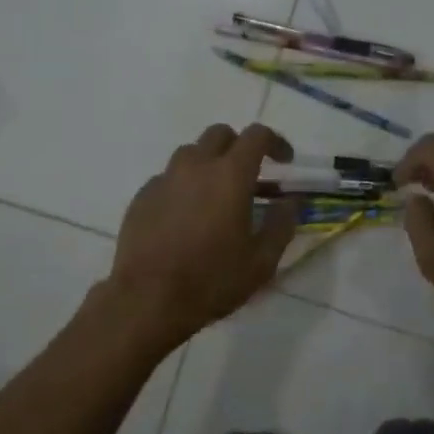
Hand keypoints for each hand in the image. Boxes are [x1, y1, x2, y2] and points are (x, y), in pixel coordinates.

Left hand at [108, 123, 297, 345]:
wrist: (148, 299)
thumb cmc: (212, 279)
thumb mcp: (262, 260)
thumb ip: (282, 224)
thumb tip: (291, 202)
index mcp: (230, 175)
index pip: (257, 136)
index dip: (275, 142)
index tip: (285, 162)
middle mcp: (195, 166)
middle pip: (220, 134)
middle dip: (239, 147)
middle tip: (250, 176)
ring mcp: (164, 179)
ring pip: (190, 153)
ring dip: (209, 163)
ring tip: (217, 195)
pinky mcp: (142, 197)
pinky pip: (168, 178)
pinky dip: (184, 185)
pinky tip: (187, 216)